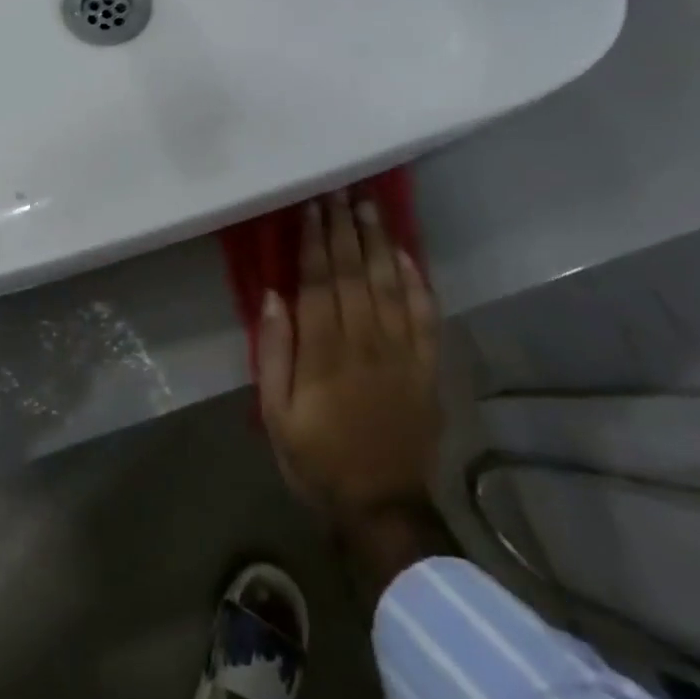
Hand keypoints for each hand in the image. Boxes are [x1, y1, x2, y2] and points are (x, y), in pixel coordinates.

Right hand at [257, 190, 449, 573]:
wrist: (383, 508)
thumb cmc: (317, 459)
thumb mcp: (276, 414)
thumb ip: (273, 354)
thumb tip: (272, 298)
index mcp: (325, 354)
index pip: (319, 283)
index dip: (314, 242)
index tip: (311, 206)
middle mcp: (366, 344)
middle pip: (355, 274)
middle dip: (345, 229)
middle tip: (340, 190)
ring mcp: (403, 355)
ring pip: (390, 286)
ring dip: (379, 242)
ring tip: (370, 206)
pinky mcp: (427, 369)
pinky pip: (426, 317)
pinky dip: (418, 283)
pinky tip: (407, 254)